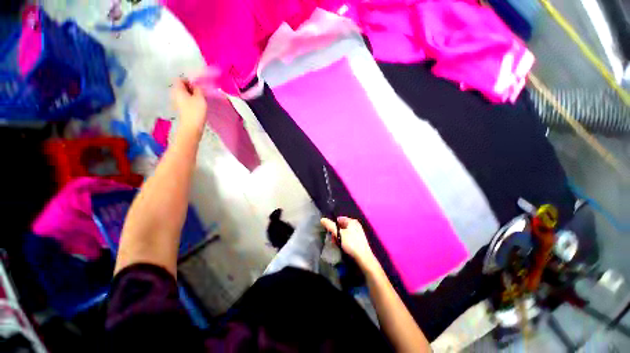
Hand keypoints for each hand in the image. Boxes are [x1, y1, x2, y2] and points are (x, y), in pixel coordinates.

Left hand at [171, 79, 206, 134]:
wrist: (192, 126)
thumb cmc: (195, 111)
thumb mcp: (200, 97)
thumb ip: (198, 89)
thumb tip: (196, 85)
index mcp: (177, 89)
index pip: (180, 79)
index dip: (189, 80)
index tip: (197, 85)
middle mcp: (175, 94)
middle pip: (181, 86)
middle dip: (191, 87)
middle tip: (200, 92)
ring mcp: (177, 102)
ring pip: (184, 94)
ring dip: (192, 94)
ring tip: (200, 98)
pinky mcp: (181, 108)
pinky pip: (185, 100)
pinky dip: (191, 100)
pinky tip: (198, 104)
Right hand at [321, 217, 377, 268]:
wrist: (363, 258)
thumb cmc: (351, 243)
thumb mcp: (339, 234)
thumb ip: (330, 226)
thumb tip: (322, 219)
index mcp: (352, 221)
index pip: (339, 219)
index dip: (333, 224)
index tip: (330, 232)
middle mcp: (356, 225)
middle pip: (341, 226)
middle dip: (336, 232)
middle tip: (333, 239)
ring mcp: (358, 232)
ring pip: (344, 232)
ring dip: (339, 237)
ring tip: (337, 244)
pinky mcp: (359, 240)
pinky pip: (348, 237)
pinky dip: (344, 240)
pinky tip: (342, 246)